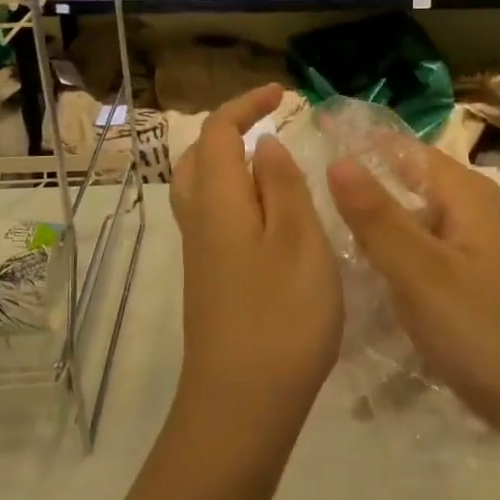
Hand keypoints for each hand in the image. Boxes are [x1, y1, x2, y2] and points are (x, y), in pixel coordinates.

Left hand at [170, 85, 341, 448]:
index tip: (282, 94)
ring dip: (228, 163)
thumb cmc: (281, 317)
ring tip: (270, 164)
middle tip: (271, 124)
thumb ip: (282, 186)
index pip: (218, 133)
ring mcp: (200, 255)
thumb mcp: (300, 242)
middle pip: (199, 157)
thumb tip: (264, 144)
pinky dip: (234, 197)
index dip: (246, 105)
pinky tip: (267, 218)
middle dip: (230, 130)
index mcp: (219, 201)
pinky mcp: (207, 282)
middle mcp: (199, 221)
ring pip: (201, 189)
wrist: (241, 405)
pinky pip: (212, 218)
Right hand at [328, 145, 499, 463]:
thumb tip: (337, 159)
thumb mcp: (421, 273)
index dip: (361, 147)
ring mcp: (489, 258)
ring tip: (327, 261)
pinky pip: (434, 272)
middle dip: (364, 203)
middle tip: (306, 217)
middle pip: (411, 194)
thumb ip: (376, 217)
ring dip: (381, 247)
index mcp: (468, 196)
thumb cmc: (490, 333)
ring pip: (421, 237)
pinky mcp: (490, 295)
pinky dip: (405, 279)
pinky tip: (375, 304)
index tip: (311, 148)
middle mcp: (482, 216)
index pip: (405, 151)